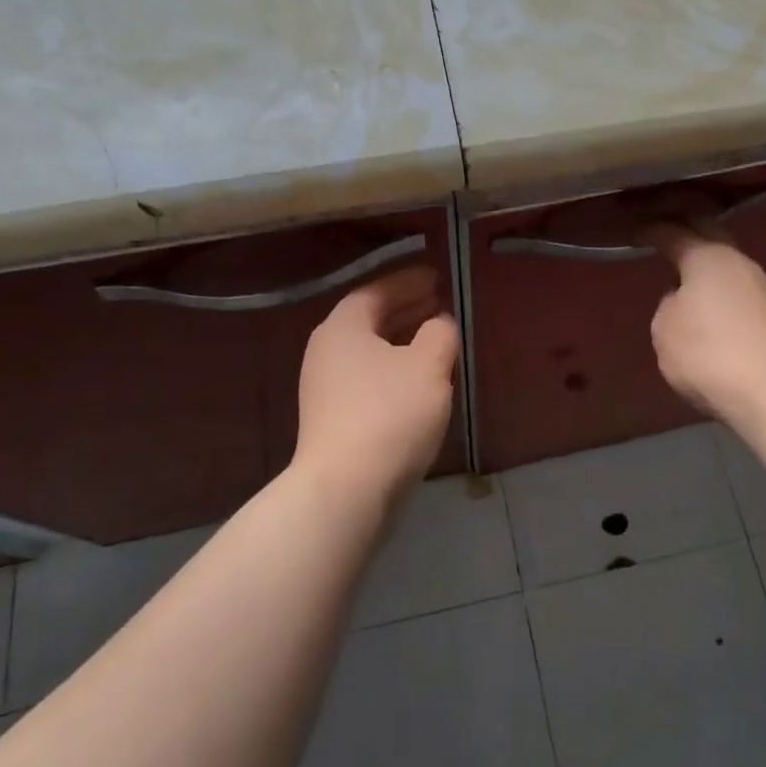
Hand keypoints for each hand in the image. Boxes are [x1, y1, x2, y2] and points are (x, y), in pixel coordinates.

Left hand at [293, 266, 458, 499]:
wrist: (347, 490)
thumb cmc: (390, 414)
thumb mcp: (428, 365)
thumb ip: (439, 333)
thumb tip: (439, 322)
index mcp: (343, 327)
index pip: (377, 290)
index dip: (408, 281)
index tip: (437, 276)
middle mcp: (327, 351)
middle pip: (370, 319)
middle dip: (406, 308)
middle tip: (439, 301)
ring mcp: (326, 388)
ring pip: (371, 351)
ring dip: (402, 340)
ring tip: (435, 338)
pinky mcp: (334, 419)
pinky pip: (369, 378)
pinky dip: (395, 368)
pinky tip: (420, 380)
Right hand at [645, 223, 765, 427]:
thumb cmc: (707, 354)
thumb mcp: (665, 330)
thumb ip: (668, 305)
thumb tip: (684, 300)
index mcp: (707, 258)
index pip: (674, 234)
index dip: (653, 231)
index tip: (638, 233)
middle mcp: (739, 263)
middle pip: (710, 235)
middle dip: (688, 231)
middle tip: (667, 235)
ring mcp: (763, 287)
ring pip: (729, 264)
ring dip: (708, 264)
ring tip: (688, 274)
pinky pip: (740, 290)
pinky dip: (723, 290)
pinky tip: (714, 306)